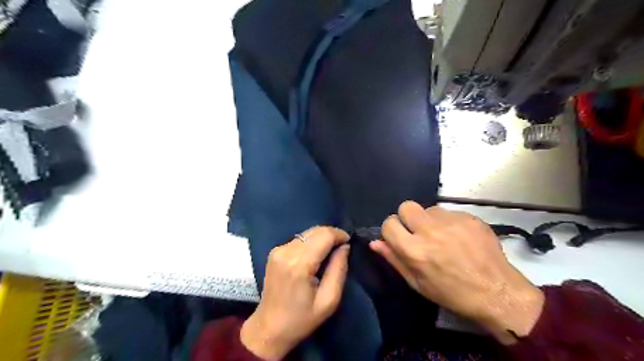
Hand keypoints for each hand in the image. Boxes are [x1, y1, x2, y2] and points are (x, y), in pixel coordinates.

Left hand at [242, 225, 351, 357]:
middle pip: (315, 230)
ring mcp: (278, 250)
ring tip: (330, 252)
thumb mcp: (329, 300)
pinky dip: (311, 242)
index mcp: (299, 264)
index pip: (324, 235)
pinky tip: (315, 256)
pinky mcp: (274, 252)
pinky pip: (299, 239)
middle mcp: (286, 251)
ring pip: (307, 233)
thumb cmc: (301, 319)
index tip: (349, 242)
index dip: (339, 234)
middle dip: (331, 235)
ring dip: (321, 238)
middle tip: (341, 247)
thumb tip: (345, 246)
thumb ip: (339, 269)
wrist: (269, 328)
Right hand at [372, 201, 542, 342]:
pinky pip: (449, 212)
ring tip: (442, 236)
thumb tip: (375, 242)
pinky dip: (448, 222)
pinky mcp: (469, 217)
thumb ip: (394, 259)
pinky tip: (459, 237)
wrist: (496, 292)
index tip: (399, 237)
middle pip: (406, 206)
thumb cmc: (452, 293)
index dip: (391, 230)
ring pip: (428, 208)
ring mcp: (451, 222)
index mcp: (414, 250)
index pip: (389, 223)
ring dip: (429, 220)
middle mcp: (430, 231)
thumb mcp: (417, 283)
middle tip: (418, 232)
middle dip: (407, 218)